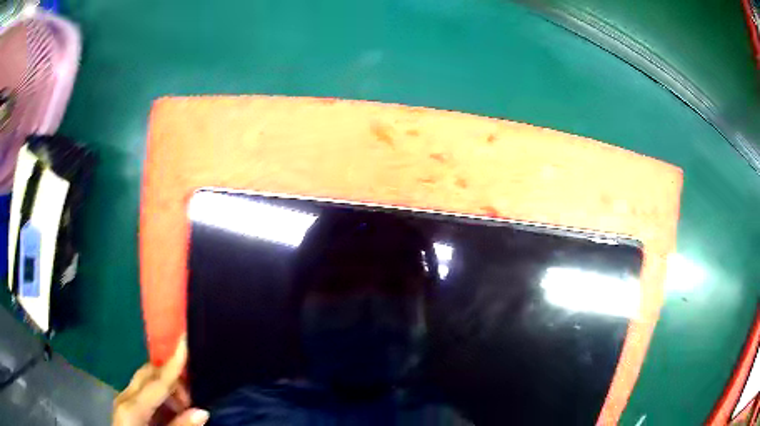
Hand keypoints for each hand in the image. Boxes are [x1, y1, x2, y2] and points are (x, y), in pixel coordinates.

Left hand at [113, 335, 207, 425]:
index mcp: (133, 406)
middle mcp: (125, 396)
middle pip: (150, 373)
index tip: (185, 338)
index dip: (174, 362)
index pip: (158, 380)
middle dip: (172, 380)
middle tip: (190, 401)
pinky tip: (168, 412)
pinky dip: (159, 397)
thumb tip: (202, 411)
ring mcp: (123, 398)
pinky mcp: (125, 404)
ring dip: (167, 389)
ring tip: (181, 411)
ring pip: (147, 380)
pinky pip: (143, 391)